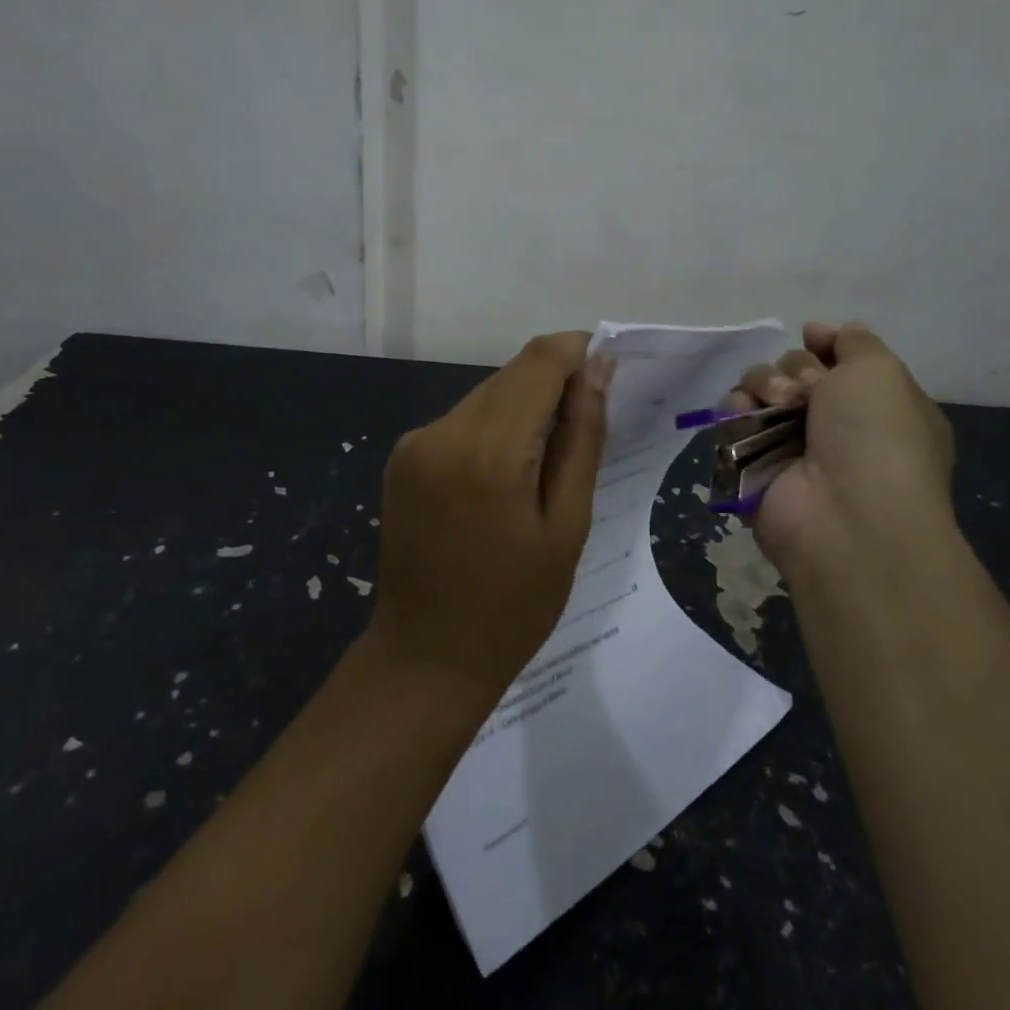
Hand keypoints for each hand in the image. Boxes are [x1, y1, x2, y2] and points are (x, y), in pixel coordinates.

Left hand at [368, 332, 610, 696]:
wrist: (425, 658)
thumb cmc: (513, 606)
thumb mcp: (567, 526)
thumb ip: (582, 438)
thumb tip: (596, 371)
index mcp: (488, 451)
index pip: (539, 361)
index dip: (578, 352)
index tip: (608, 371)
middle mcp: (442, 431)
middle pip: (511, 375)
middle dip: (554, 384)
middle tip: (586, 427)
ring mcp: (414, 442)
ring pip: (486, 395)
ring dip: (523, 409)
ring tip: (545, 464)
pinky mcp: (402, 457)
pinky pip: (461, 421)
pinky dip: (493, 429)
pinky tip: (505, 476)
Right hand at [726, 321, 954, 580]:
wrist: (848, 517)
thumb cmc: (878, 438)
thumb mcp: (882, 371)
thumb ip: (856, 342)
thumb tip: (823, 331)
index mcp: (874, 406)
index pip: (838, 360)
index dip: (823, 346)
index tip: (813, 339)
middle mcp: (833, 425)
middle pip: (793, 370)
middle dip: (794, 370)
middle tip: (803, 393)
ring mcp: (790, 446)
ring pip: (759, 390)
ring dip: (763, 385)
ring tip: (776, 406)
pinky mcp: (751, 464)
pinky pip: (731, 420)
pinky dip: (735, 411)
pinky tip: (747, 418)